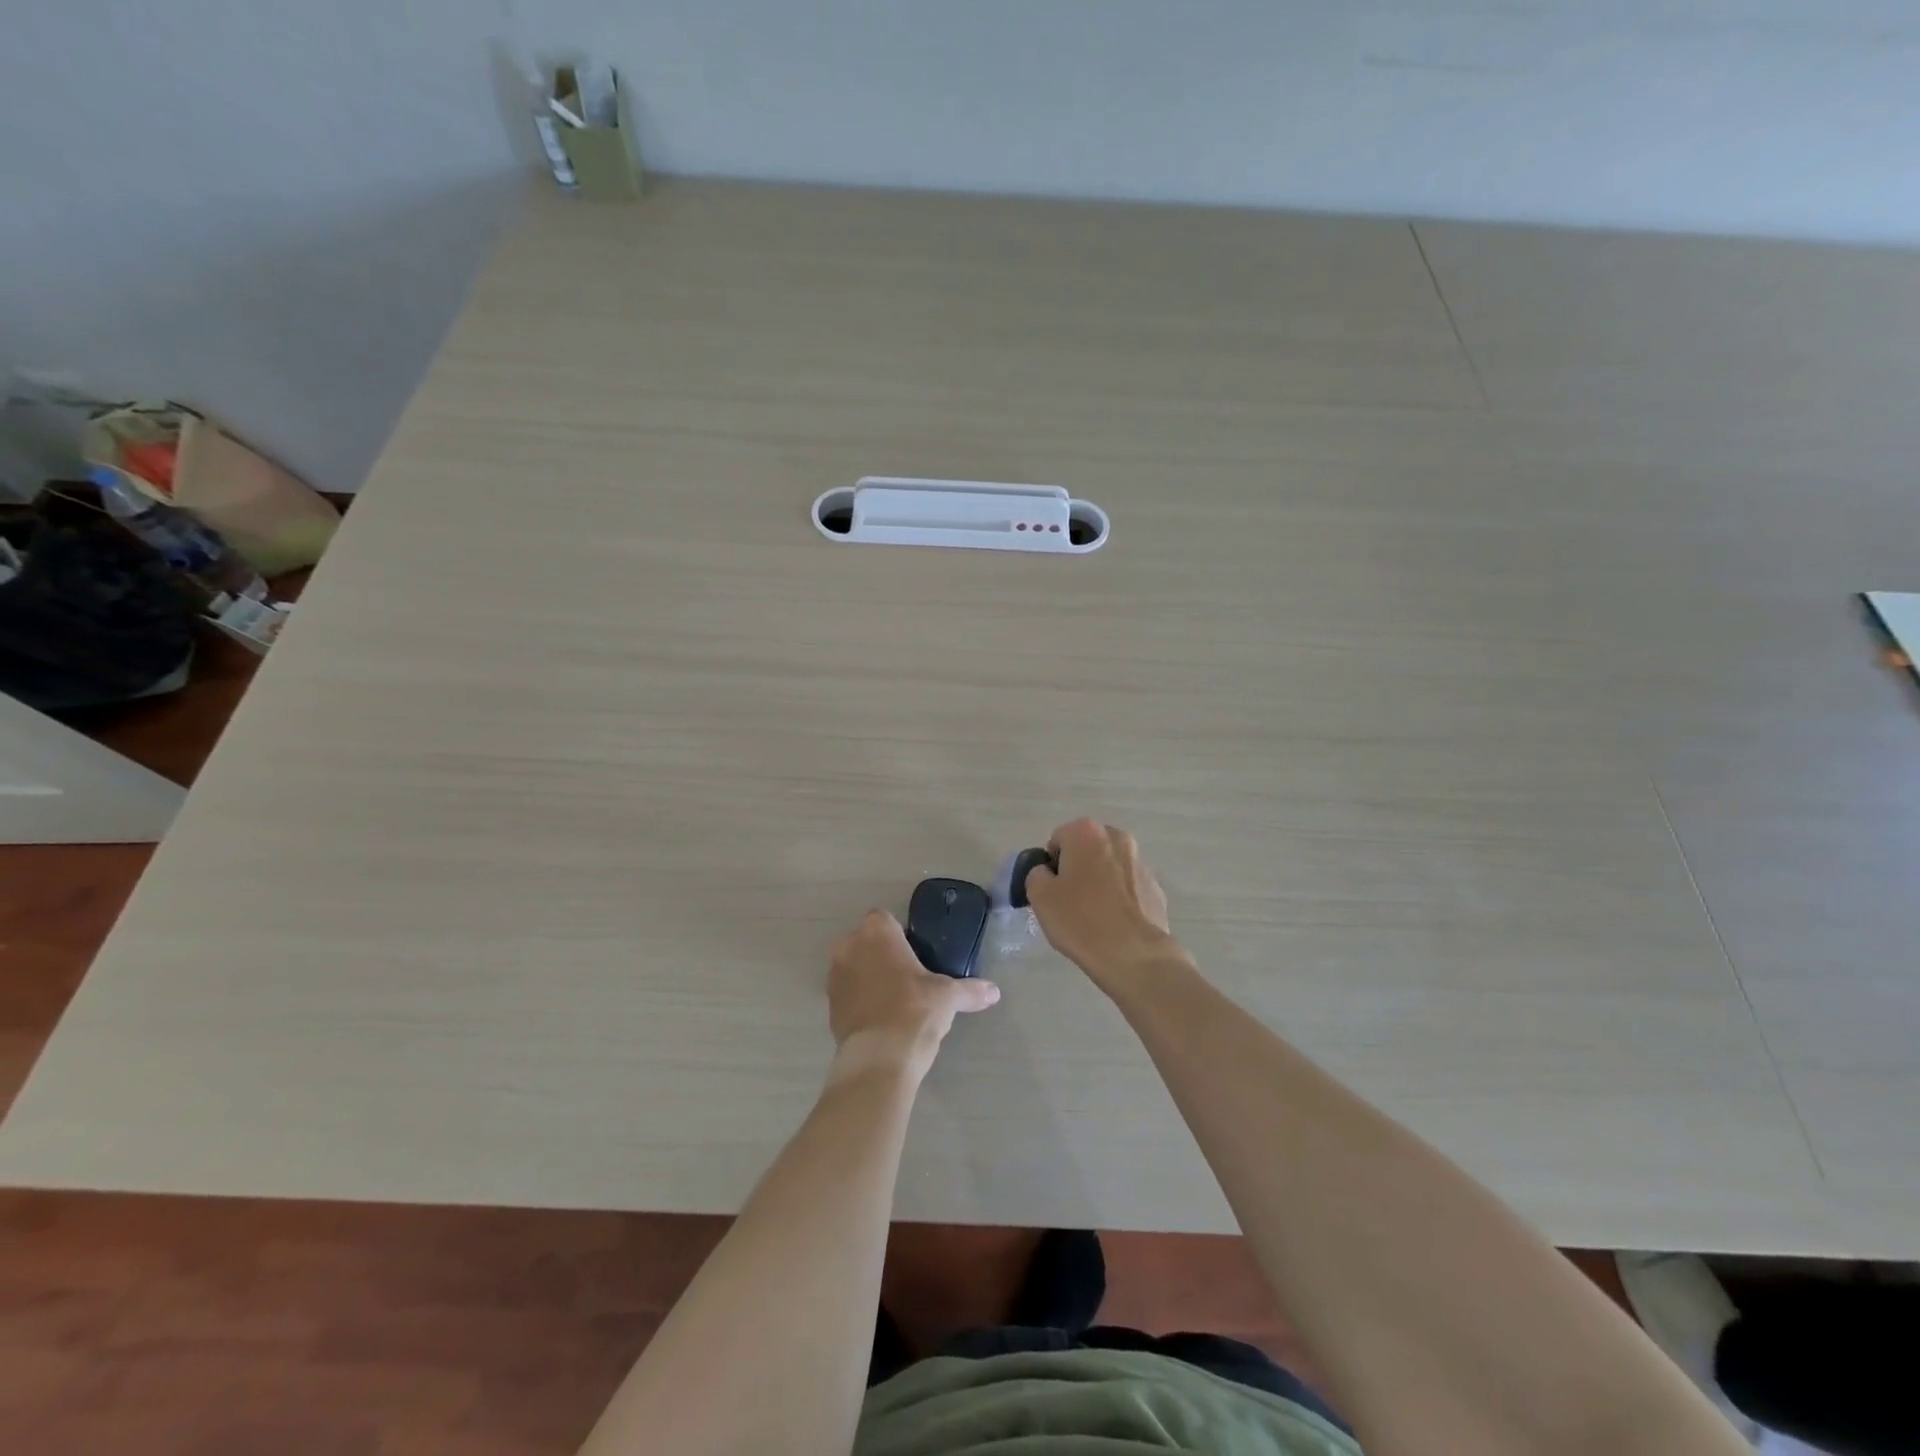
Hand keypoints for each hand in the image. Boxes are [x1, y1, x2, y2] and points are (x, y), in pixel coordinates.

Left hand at [828, 910, 999, 1077]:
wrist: (879, 1058)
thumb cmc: (915, 1010)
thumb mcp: (949, 997)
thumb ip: (970, 990)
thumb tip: (994, 992)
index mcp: (876, 931)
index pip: (885, 919)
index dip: (900, 935)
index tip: (916, 954)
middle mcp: (848, 946)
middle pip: (867, 942)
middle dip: (883, 954)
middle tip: (909, 977)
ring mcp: (834, 976)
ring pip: (854, 966)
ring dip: (869, 977)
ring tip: (896, 1000)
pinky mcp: (829, 1005)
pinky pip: (848, 993)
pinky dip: (861, 1000)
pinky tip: (882, 1019)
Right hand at [1021, 818, 1186, 995]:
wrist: (1133, 955)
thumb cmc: (1080, 920)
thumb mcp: (1039, 895)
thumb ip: (1036, 874)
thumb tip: (1048, 873)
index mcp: (1087, 832)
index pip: (1057, 841)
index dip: (1051, 866)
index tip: (1052, 891)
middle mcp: (1117, 837)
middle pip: (1086, 850)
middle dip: (1077, 869)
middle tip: (1069, 901)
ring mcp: (1141, 862)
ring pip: (1109, 867)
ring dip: (1099, 882)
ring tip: (1093, 916)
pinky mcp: (1156, 887)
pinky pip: (1128, 888)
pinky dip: (1119, 898)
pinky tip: (1114, 924)